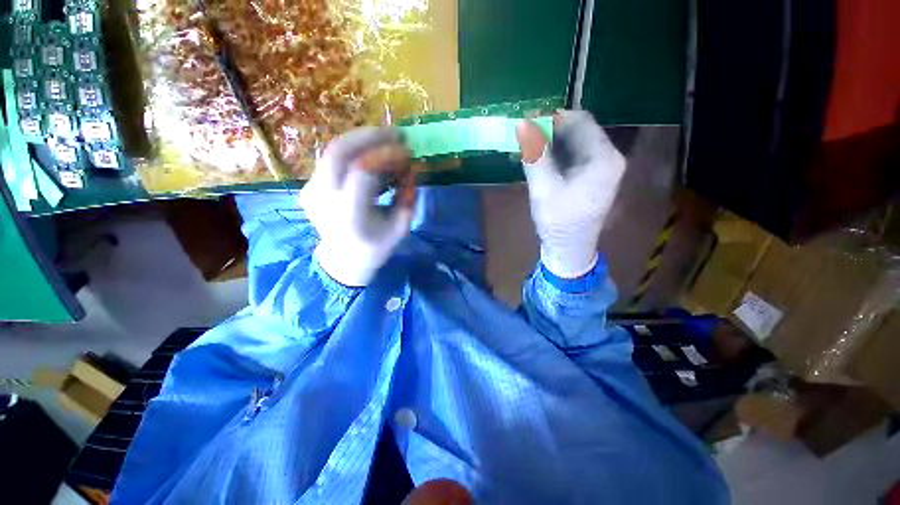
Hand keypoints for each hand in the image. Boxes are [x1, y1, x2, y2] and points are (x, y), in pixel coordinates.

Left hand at [299, 127, 415, 286]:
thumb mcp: (400, 229)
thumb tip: (411, 170)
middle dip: (371, 135)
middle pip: (339, 151)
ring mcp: (312, 190)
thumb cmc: (374, 248)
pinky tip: (371, 153)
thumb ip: (407, 199)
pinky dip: (355, 150)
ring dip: (362, 139)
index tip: (407, 152)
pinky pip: (333, 159)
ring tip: (386, 138)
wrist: (341, 260)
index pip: (362, 170)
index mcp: (349, 214)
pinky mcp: (309, 185)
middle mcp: (324, 198)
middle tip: (396, 132)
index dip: (386, 155)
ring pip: (333, 150)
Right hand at [516, 111, 625, 278]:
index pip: (580, 121)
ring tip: (528, 147)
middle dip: (550, 130)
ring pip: (575, 142)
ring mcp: (602, 168)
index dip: (552, 118)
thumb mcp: (544, 188)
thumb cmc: (558, 222)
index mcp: (604, 158)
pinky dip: (556, 154)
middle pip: (579, 130)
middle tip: (524, 136)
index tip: (527, 122)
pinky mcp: (593, 177)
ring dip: (551, 142)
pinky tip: (539, 159)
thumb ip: (535, 155)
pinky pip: (574, 156)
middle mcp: (609, 158)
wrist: (569, 250)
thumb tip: (522, 123)